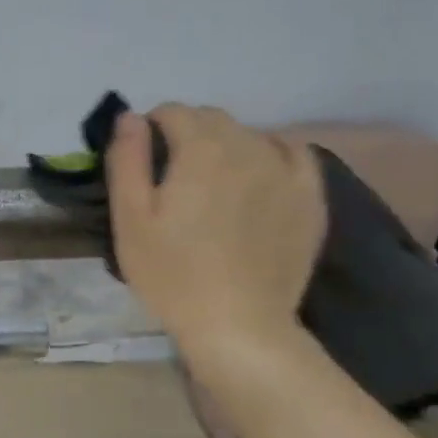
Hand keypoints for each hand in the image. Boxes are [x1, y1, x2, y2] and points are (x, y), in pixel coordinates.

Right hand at [106, 104, 325, 354]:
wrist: (238, 326)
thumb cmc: (172, 275)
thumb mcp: (131, 220)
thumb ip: (127, 160)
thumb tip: (131, 117)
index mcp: (201, 149)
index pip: (172, 112)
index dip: (151, 130)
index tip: (143, 161)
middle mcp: (247, 146)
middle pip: (212, 119)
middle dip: (187, 134)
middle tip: (172, 176)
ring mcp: (285, 170)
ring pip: (249, 135)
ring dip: (225, 145)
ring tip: (212, 184)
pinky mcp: (310, 196)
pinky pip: (293, 152)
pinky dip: (271, 152)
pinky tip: (259, 175)